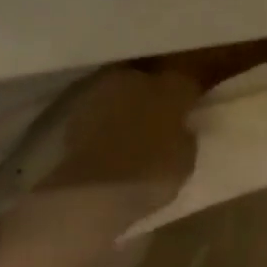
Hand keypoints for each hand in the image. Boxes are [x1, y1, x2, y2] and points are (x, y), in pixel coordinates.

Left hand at [45, 66, 199, 195]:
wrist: (92, 189)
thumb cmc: (149, 175)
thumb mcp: (185, 161)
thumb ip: (185, 137)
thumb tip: (181, 129)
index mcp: (171, 88)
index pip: (186, 84)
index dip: (187, 99)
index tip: (187, 114)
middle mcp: (139, 78)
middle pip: (151, 80)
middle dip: (154, 96)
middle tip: (157, 120)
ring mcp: (106, 89)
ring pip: (123, 91)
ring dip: (127, 105)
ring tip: (128, 130)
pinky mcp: (79, 108)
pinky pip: (100, 109)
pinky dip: (104, 120)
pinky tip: (106, 139)